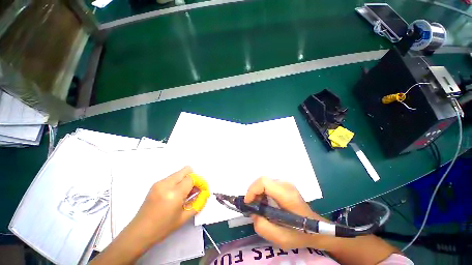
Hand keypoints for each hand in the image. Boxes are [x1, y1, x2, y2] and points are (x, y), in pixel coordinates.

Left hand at [126, 166, 199, 246]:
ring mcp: (159, 183)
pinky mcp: (155, 184)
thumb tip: (205, 193)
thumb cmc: (163, 228)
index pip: (192, 178)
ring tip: (184, 194)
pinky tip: (175, 194)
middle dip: (193, 178)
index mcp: (174, 194)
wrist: (139, 232)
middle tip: (193, 190)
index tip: (201, 190)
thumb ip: (198, 202)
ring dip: (185, 180)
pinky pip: (172, 177)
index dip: (199, 182)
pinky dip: (178, 182)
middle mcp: (166, 184)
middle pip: (186, 170)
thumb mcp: (184, 217)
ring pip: (179, 173)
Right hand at [245, 177, 327, 248]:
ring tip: (259, 207)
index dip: (253, 190)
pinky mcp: (285, 185)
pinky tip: (265, 203)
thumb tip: (253, 213)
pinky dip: (263, 192)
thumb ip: (263, 227)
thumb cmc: (301, 234)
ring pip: (264, 182)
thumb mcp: (281, 238)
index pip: (264, 182)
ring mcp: (286, 183)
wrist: (316, 228)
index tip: (248, 203)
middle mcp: (286, 185)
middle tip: (253, 207)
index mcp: (287, 195)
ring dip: (258, 193)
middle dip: (254, 192)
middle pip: (263, 180)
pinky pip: (269, 184)